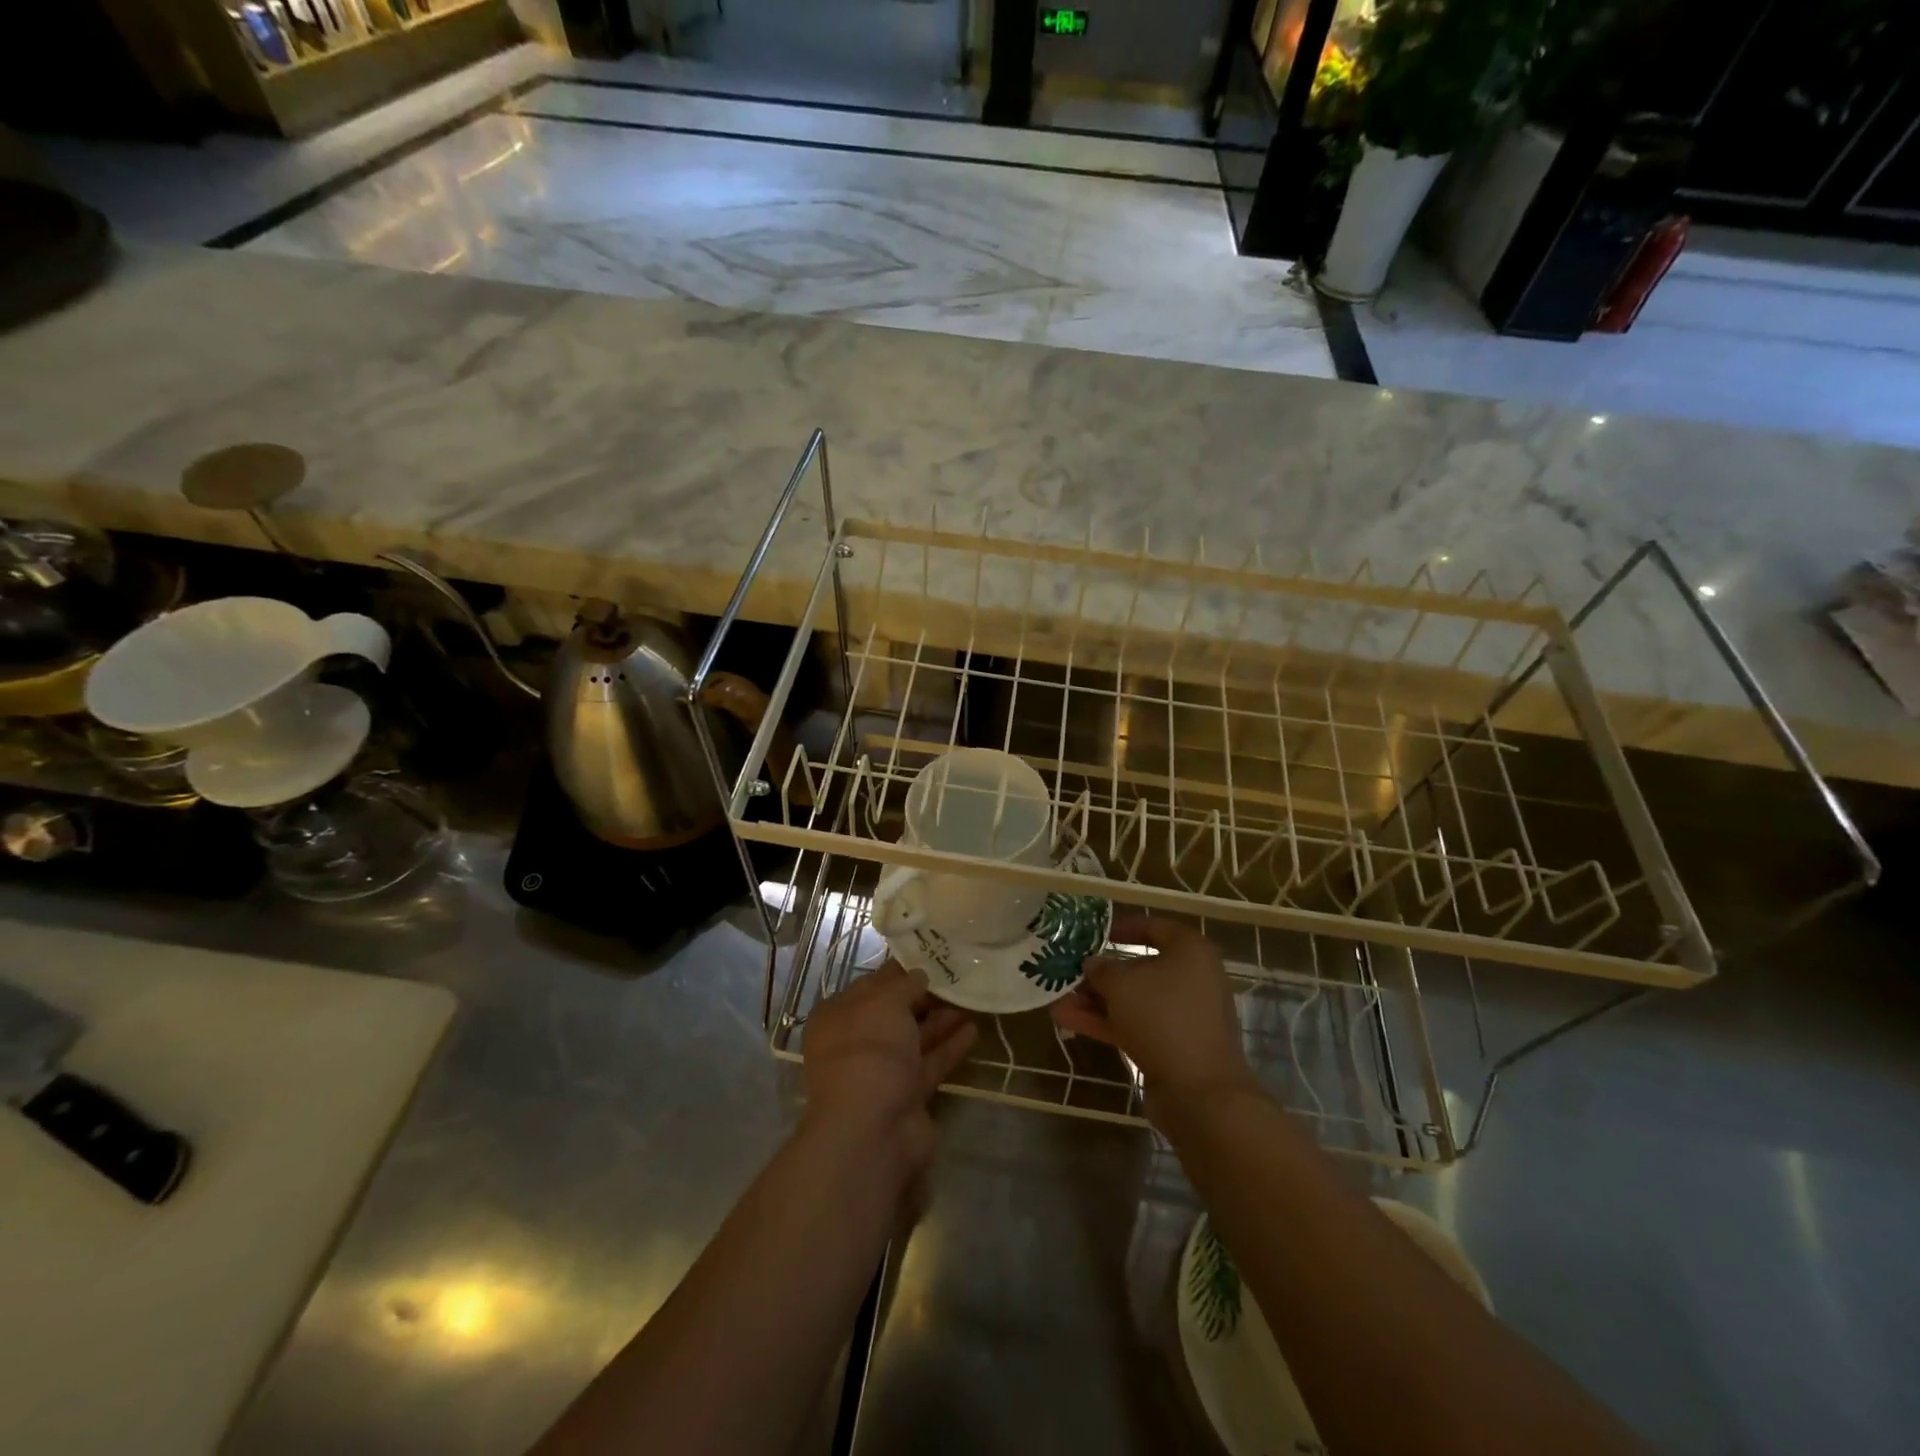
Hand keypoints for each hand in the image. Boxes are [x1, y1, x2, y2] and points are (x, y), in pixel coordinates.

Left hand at [802, 963, 976, 1189]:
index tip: (929, 956)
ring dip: (941, 1019)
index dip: (898, 971)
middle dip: (923, 996)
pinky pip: (931, 1063)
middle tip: (957, 976)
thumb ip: (904, 985)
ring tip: (972, 998)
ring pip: (914, 1038)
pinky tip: (974, 1030)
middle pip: (894, 1013)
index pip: (870, 985)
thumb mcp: (884, 1003)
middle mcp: (856, 1043)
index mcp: (838, 1016)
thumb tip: (919, 975)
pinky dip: (950, 1047)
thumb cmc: (869, 1052)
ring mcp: (882, 1072)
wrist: (873, 1132)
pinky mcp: (908, 1095)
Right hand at [1050, 913, 1259, 1115]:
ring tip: (1058, 1002)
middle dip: (1101, 974)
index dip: (1125, 927)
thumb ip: (1102, 969)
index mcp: (1190, 952)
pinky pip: (1136, 1025)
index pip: (1156, 927)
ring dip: (1096, 1001)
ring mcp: (1183, 1016)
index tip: (1097, 933)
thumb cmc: (1163, 1017)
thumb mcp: (1122, 984)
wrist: (1200, 1091)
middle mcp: (1192, 979)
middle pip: (1141, 969)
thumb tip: (1093, 963)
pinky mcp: (1174, 1046)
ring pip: (1134, 1001)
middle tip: (1070, 972)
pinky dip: (1106, 1023)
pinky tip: (1069, 1022)